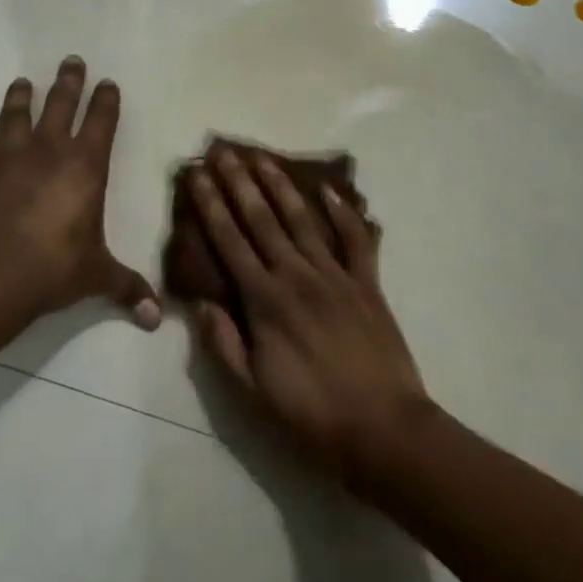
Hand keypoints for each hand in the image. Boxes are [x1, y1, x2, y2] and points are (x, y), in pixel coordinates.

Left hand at [0, 57, 161, 329]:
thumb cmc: (53, 269)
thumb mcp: (96, 277)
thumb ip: (127, 289)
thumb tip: (156, 319)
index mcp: (85, 167)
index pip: (101, 122)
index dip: (106, 100)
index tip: (108, 82)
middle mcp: (49, 152)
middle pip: (60, 104)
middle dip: (68, 81)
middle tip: (71, 59)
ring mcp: (9, 158)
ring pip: (17, 115)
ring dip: (21, 97)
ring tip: (22, 81)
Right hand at [190, 148, 430, 481]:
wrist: (384, 430)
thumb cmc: (311, 415)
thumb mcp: (252, 392)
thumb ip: (223, 344)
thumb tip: (200, 303)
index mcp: (265, 301)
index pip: (229, 242)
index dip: (211, 206)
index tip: (199, 175)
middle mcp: (296, 276)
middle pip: (262, 220)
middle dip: (240, 183)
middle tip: (225, 151)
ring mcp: (335, 276)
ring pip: (302, 220)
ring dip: (281, 186)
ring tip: (264, 158)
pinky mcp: (367, 284)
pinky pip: (355, 240)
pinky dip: (345, 213)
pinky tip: (329, 190)